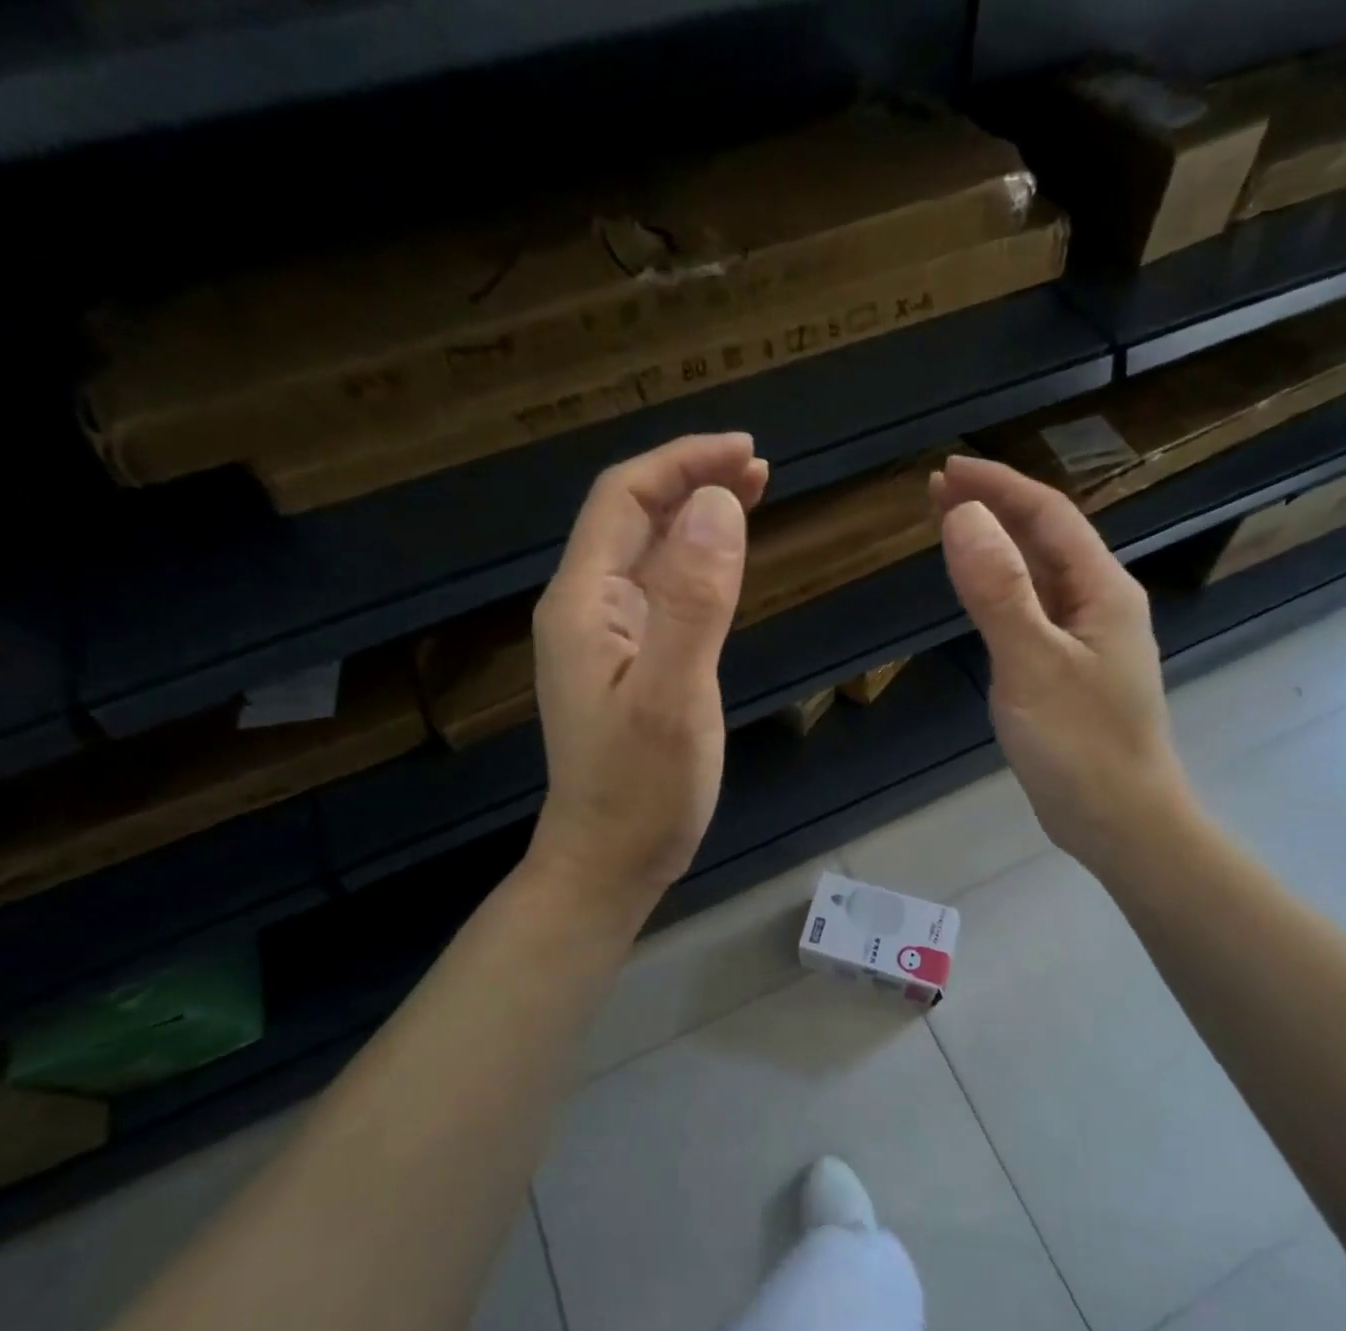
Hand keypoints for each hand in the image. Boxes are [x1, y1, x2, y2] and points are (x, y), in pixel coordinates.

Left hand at [528, 433, 767, 909]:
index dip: (683, 463)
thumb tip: (717, 504)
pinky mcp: (631, 664)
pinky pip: (661, 591)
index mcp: (584, 603)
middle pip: (633, 517)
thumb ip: (693, 601)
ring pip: (649, 553)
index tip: (748, 452)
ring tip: (752, 496)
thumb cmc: (642, 791)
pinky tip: (725, 562)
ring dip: (696, 517)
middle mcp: (587, 608)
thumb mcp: (672, 696)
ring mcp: (607, 638)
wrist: (610, 862)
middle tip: (761, 470)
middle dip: (692, 480)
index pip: (624, 498)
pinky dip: (697, 562)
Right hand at [932, 455, 1189, 874]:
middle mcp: (1100, 604)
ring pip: (1038, 575)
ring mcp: (1086, 640)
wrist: (1120, 822)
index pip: (1049, 516)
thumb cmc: (1081, 746)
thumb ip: (999, 590)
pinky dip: (1000, 589)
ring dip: (996, 545)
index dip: (999, 486)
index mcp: (1103, 590)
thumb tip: (964, 515)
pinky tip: (980, 592)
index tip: (947, 469)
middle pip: (1045, 539)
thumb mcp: (1032, 663)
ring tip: (949, 527)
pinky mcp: (1069, 671)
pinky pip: (1032, 611)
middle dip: (994, 508)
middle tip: (935, 491)